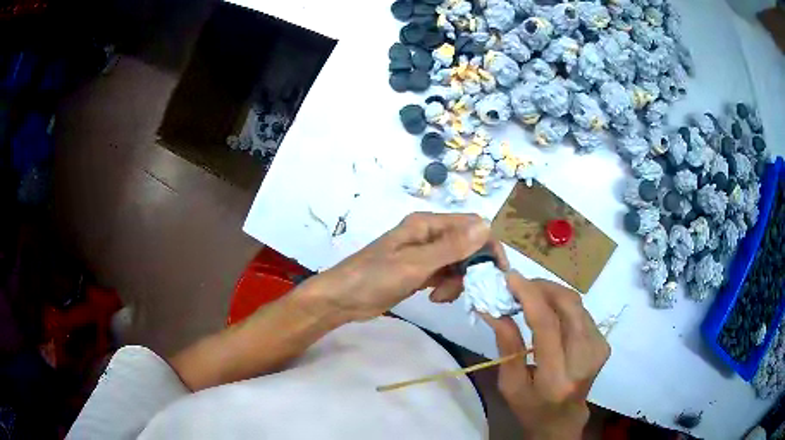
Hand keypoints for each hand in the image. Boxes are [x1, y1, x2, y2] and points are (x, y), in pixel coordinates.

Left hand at [310, 212, 507, 321]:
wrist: (342, 299)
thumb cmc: (374, 277)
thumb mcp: (415, 264)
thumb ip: (451, 247)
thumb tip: (486, 226)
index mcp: (427, 224)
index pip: (471, 226)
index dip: (488, 246)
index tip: (497, 273)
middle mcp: (428, 235)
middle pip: (466, 245)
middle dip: (470, 268)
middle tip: (463, 290)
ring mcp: (424, 254)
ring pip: (457, 263)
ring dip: (457, 281)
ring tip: (440, 297)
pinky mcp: (419, 272)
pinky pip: (445, 275)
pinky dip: (446, 287)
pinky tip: (434, 298)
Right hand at [482, 272, 609, 439]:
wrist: (564, 418)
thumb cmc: (531, 406)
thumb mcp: (510, 384)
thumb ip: (506, 345)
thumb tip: (493, 309)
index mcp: (556, 377)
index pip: (547, 325)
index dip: (529, 295)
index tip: (511, 277)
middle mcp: (584, 360)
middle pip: (569, 306)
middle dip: (542, 287)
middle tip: (519, 285)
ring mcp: (598, 349)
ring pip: (576, 304)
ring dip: (551, 292)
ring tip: (529, 295)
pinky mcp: (603, 342)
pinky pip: (581, 311)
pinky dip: (561, 303)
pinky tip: (547, 309)